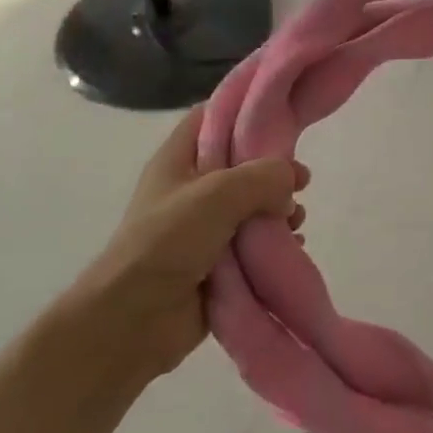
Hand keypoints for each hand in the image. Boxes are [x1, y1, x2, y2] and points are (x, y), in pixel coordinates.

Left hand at [68, 109, 307, 384]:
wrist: (131, 323)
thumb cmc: (166, 243)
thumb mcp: (218, 193)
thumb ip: (263, 176)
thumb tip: (290, 183)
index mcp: (179, 160)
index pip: (213, 115)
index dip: (246, 109)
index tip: (284, 111)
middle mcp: (192, 188)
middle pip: (242, 162)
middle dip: (275, 168)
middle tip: (301, 179)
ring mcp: (204, 227)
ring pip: (254, 204)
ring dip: (280, 208)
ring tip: (295, 219)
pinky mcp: (218, 262)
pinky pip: (255, 242)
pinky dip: (276, 241)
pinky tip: (293, 245)